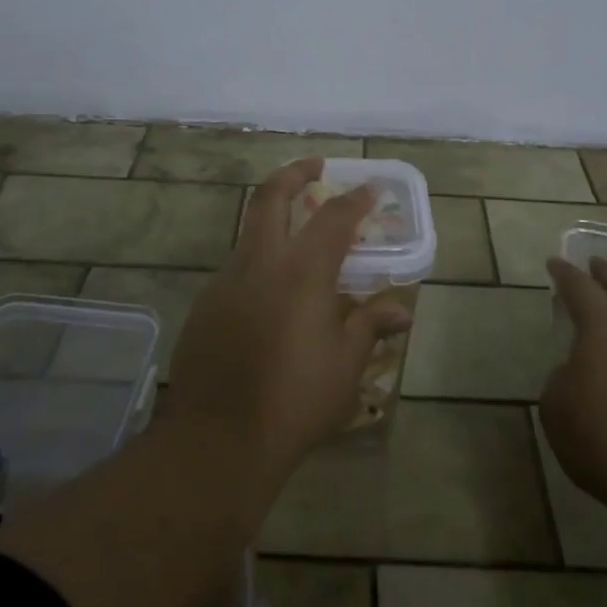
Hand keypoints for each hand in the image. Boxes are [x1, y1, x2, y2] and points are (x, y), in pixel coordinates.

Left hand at [167, 158, 413, 477]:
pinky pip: (237, 269)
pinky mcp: (206, 303)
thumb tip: (401, 310)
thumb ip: (370, 325)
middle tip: (314, 167)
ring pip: (250, 232)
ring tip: (299, 239)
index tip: (371, 189)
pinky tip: (272, 295)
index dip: (355, 199)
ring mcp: (226, 280)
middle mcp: (261, 262)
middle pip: (271, 196)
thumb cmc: (295, 399)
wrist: (217, 439)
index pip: (334, 217)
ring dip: (274, 221)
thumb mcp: (345, 364)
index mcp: (302, 270)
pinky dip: (259, 263)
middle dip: (294, 173)